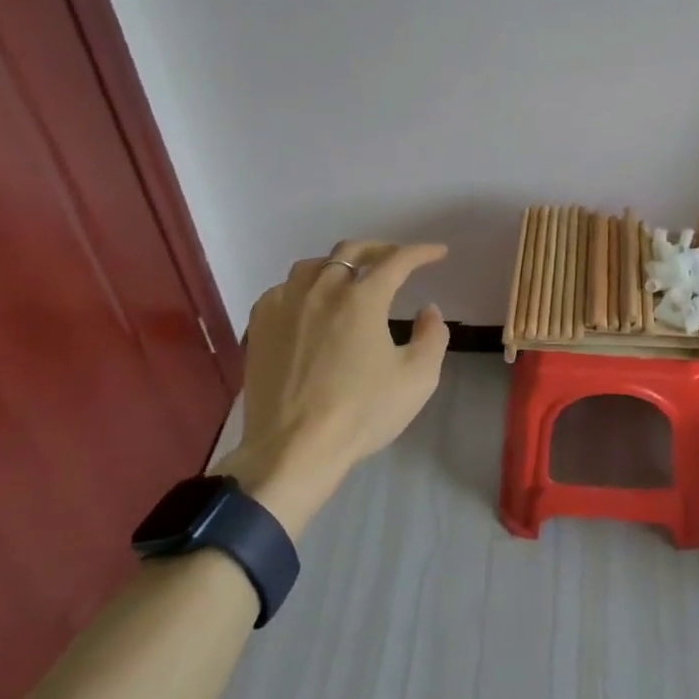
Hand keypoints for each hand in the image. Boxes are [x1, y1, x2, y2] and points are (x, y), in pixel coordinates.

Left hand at [213, 240, 449, 536]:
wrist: (293, 449)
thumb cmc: (360, 413)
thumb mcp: (417, 378)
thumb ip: (432, 336)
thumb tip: (427, 309)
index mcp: (362, 298)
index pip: (397, 260)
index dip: (422, 252)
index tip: (438, 252)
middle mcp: (321, 289)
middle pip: (352, 251)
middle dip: (380, 249)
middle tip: (397, 258)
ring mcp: (285, 304)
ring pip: (313, 265)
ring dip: (339, 265)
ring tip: (350, 278)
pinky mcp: (260, 324)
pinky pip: (283, 289)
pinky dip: (304, 287)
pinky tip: (309, 305)